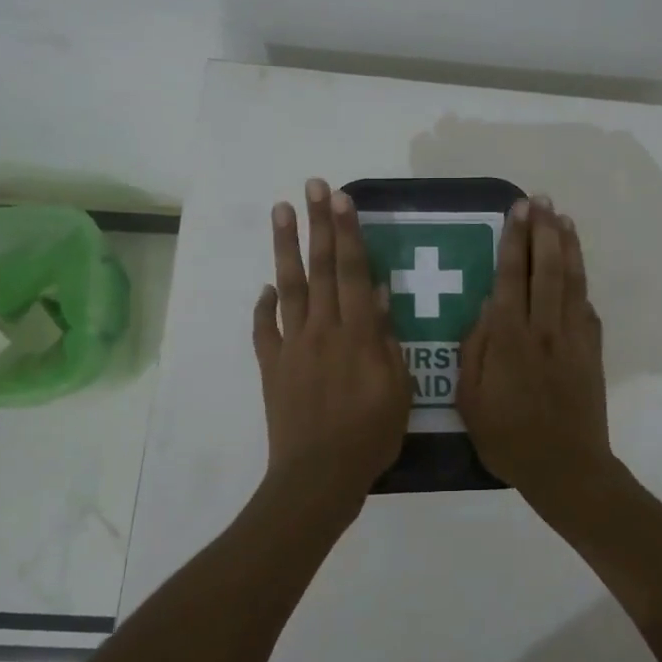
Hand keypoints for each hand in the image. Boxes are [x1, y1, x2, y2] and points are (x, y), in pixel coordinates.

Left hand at [252, 178, 411, 513]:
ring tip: (281, 211)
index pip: (352, 271)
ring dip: (285, 247)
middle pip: (320, 268)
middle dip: (319, 224)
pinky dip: (264, 306)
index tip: (342, 199)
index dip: (348, 233)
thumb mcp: (398, 389)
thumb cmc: (370, 435)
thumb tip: (378, 293)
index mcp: (357, 334)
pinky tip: (265, 287)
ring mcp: (292, 345)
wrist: (318, 475)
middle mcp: (322, 329)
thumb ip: (386, 338)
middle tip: (314, 186)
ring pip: (289, 287)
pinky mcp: (272, 366)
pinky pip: (265, 329)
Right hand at [457, 197, 626, 513]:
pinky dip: (581, 282)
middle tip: (541, 201)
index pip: (512, 277)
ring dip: (567, 247)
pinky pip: (587, 307)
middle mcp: (544, 328)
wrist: (566, 467)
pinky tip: (577, 268)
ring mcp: (573, 338)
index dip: (514, 241)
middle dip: (543, 231)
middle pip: (546, 268)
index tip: (518, 211)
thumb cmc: (508, 437)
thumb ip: (475, 349)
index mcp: (511, 338)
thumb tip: (485, 308)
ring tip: (563, 218)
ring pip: (571, 281)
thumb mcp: (470, 399)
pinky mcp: (592, 351)